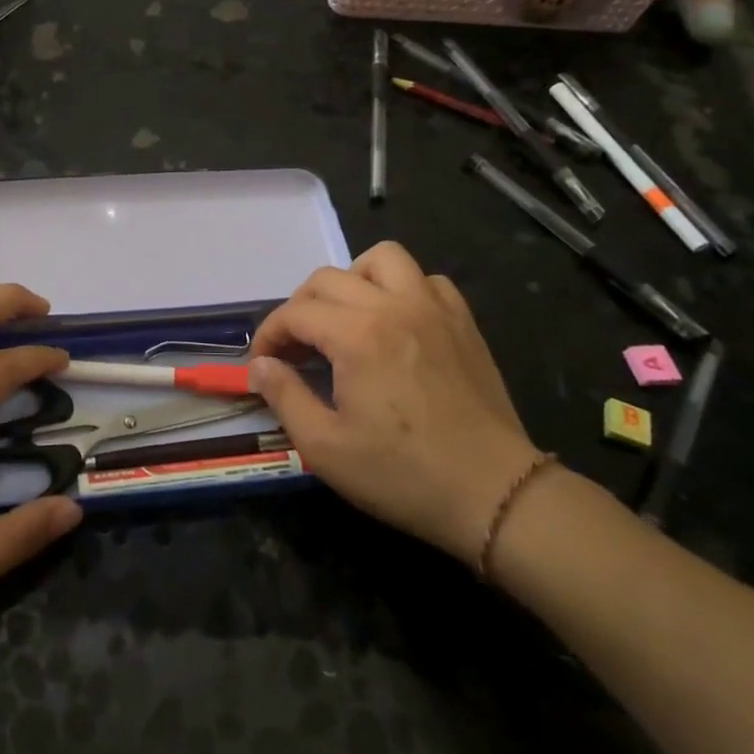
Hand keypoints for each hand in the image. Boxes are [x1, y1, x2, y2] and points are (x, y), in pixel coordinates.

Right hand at [248, 243, 540, 562]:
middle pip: (328, 278)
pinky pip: (427, 280)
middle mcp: (393, 306)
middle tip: (296, 347)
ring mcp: (433, 309)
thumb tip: (259, 364)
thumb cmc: (402, 474)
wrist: (493, 494)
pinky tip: (396, 322)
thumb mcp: (325, 447)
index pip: (295, 313)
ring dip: (353, 280)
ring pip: (383, 259)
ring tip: (346, 318)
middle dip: (300, 307)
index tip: (262, 363)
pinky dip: (403, 289)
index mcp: (357, 335)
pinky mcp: (463, 322)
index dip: (269, 335)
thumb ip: (284, 396)